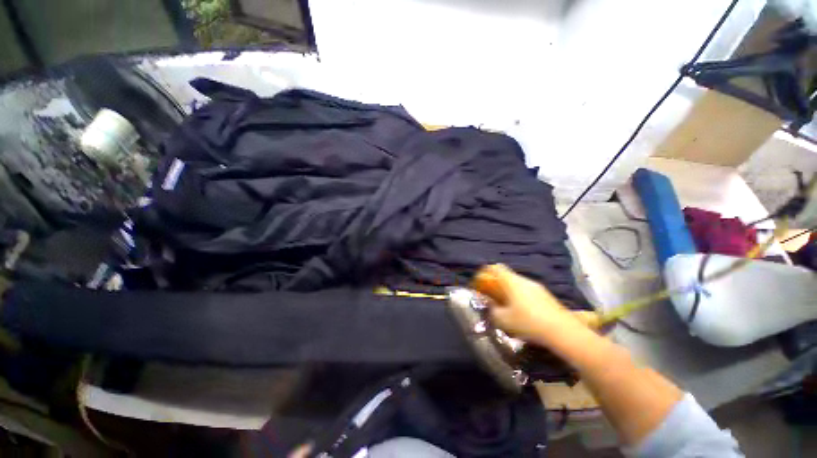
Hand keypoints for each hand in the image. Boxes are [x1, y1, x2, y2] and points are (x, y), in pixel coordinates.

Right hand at [471, 264, 599, 345]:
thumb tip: (490, 305)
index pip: (496, 268)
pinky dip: (521, 297)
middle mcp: (524, 280)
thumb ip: (492, 310)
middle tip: (493, 296)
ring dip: (510, 291)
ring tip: (508, 306)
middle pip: (507, 275)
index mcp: (512, 281)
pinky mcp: (547, 296)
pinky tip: (524, 312)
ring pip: (518, 284)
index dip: (486, 272)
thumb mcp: (503, 320)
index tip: (481, 281)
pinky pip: (528, 291)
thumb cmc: (528, 322)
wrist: (563, 332)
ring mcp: (537, 287)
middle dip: (497, 284)